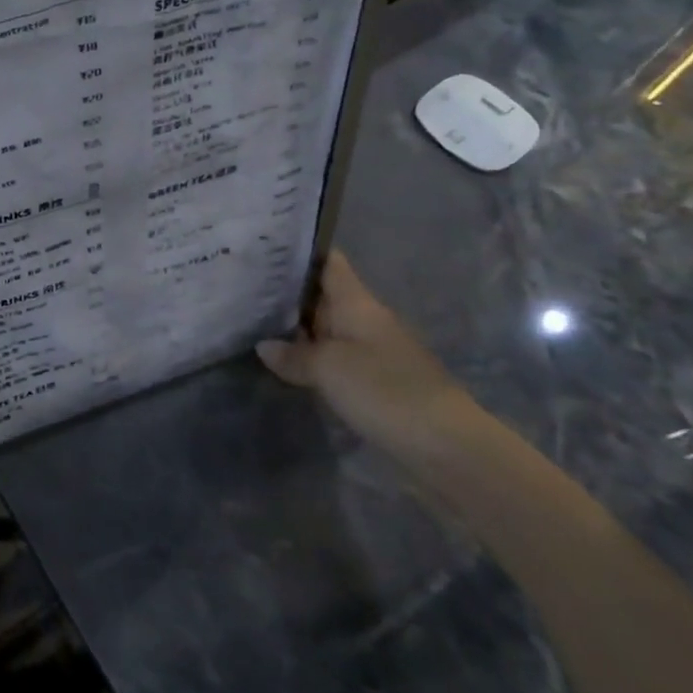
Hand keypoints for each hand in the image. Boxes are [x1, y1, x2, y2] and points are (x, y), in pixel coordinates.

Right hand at [257, 250, 479, 459]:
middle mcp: (366, 319)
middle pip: (324, 295)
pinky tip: (288, 362)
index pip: (329, 262)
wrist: (447, 446)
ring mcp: (375, 351)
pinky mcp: (378, 381)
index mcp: (357, 303)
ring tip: (255, 320)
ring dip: (299, 327)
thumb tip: (264, 346)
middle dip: (289, 291)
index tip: (267, 247)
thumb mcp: (328, 368)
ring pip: (329, 328)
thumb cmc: (384, 390)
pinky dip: (314, 356)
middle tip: (245, 285)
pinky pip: (337, 357)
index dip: (301, 251)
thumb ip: (293, 355)